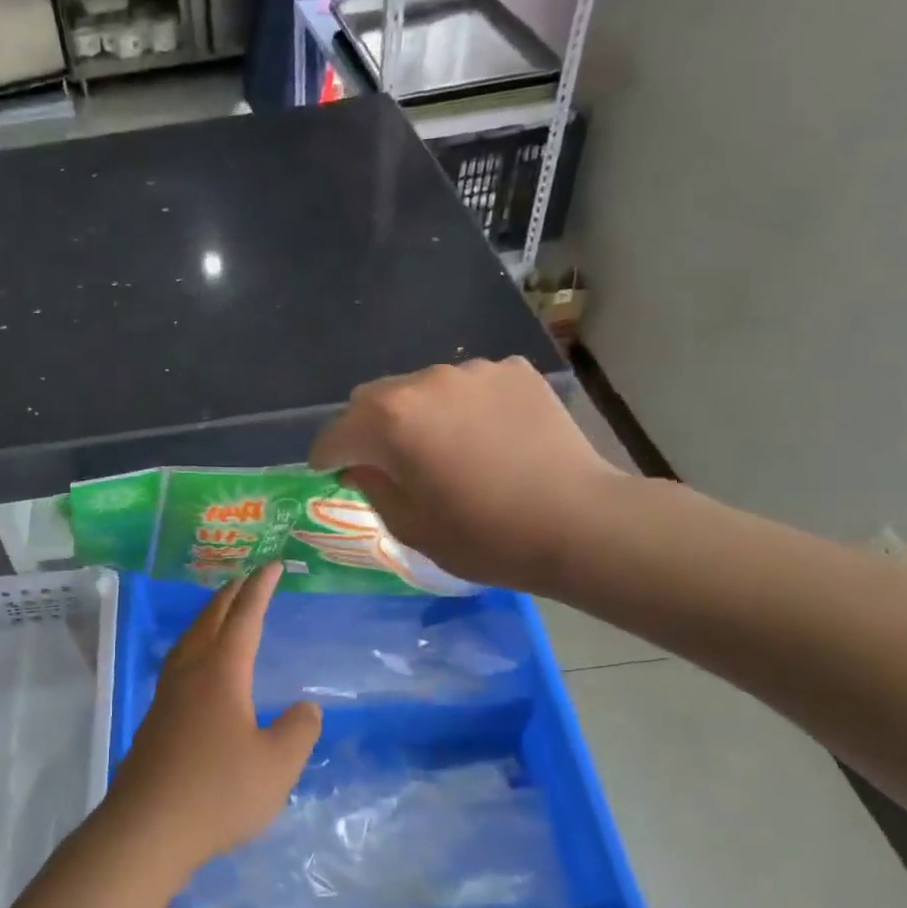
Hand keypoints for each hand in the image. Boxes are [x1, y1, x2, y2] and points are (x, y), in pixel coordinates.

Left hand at [108, 563, 322, 873]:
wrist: (147, 828)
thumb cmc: (218, 793)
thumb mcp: (276, 766)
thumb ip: (297, 732)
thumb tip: (307, 708)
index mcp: (222, 673)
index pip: (245, 617)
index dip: (261, 589)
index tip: (273, 565)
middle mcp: (190, 673)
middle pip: (210, 620)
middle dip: (232, 595)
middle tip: (249, 579)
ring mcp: (167, 695)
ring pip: (189, 639)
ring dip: (209, 617)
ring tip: (222, 611)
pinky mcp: (155, 718)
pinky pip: (179, 662)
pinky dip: (196, 644)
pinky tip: (198, 666)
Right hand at [307, 357, 629, 594]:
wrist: (580, 523)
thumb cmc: (485, 536)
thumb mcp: (410, 526)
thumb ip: (371, 486)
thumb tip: (361, 463)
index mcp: (389, 420)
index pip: (335, 434)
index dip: (327, 458)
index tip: (334, 475)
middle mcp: (424, 382)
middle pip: (372, 399)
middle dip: (368, 430)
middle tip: (389, 464)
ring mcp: (472, 371)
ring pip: (421, 389)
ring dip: (418, 415)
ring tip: (447, 449)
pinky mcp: (512, 371)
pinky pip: (467, 387)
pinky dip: (463, 408)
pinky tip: (488, 438)